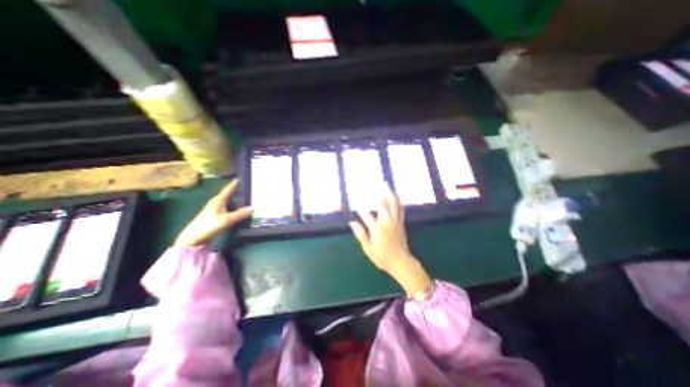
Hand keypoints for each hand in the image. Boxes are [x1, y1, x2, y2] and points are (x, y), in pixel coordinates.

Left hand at [174, 178, 253, 247]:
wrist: (193, 239)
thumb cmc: (208, 226)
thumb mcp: (226, 220)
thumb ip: (240, 214)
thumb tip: (254, 208)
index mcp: (218, 200)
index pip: (228, 189)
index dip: (234, 184)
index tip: (241, 177)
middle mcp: (217, 203)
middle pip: (229, 194)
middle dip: (238, 191)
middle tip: (248, 188)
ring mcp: (216, 210)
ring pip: (229, 202)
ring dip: (237, 200)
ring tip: (247, 198)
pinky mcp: (216, 217)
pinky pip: (229, 208)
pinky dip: (235, 207)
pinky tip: (240, 210)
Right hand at [351, 184, 428, 295]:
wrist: (401, 262)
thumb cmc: (382, 257)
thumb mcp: (368, 249)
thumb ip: (360, 234)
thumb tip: (352, 223)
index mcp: (377, 229)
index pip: (366, 215)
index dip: (360, 210)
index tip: (356, 204)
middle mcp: (387, 222)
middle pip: (384, 204)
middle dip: (381, 193)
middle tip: (380, 183)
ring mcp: (395, 221)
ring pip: (394, 204)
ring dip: (390, 194)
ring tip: (388, 186)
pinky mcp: (401, 223)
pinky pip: (400, 209)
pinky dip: (398, 201)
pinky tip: (397, 196)